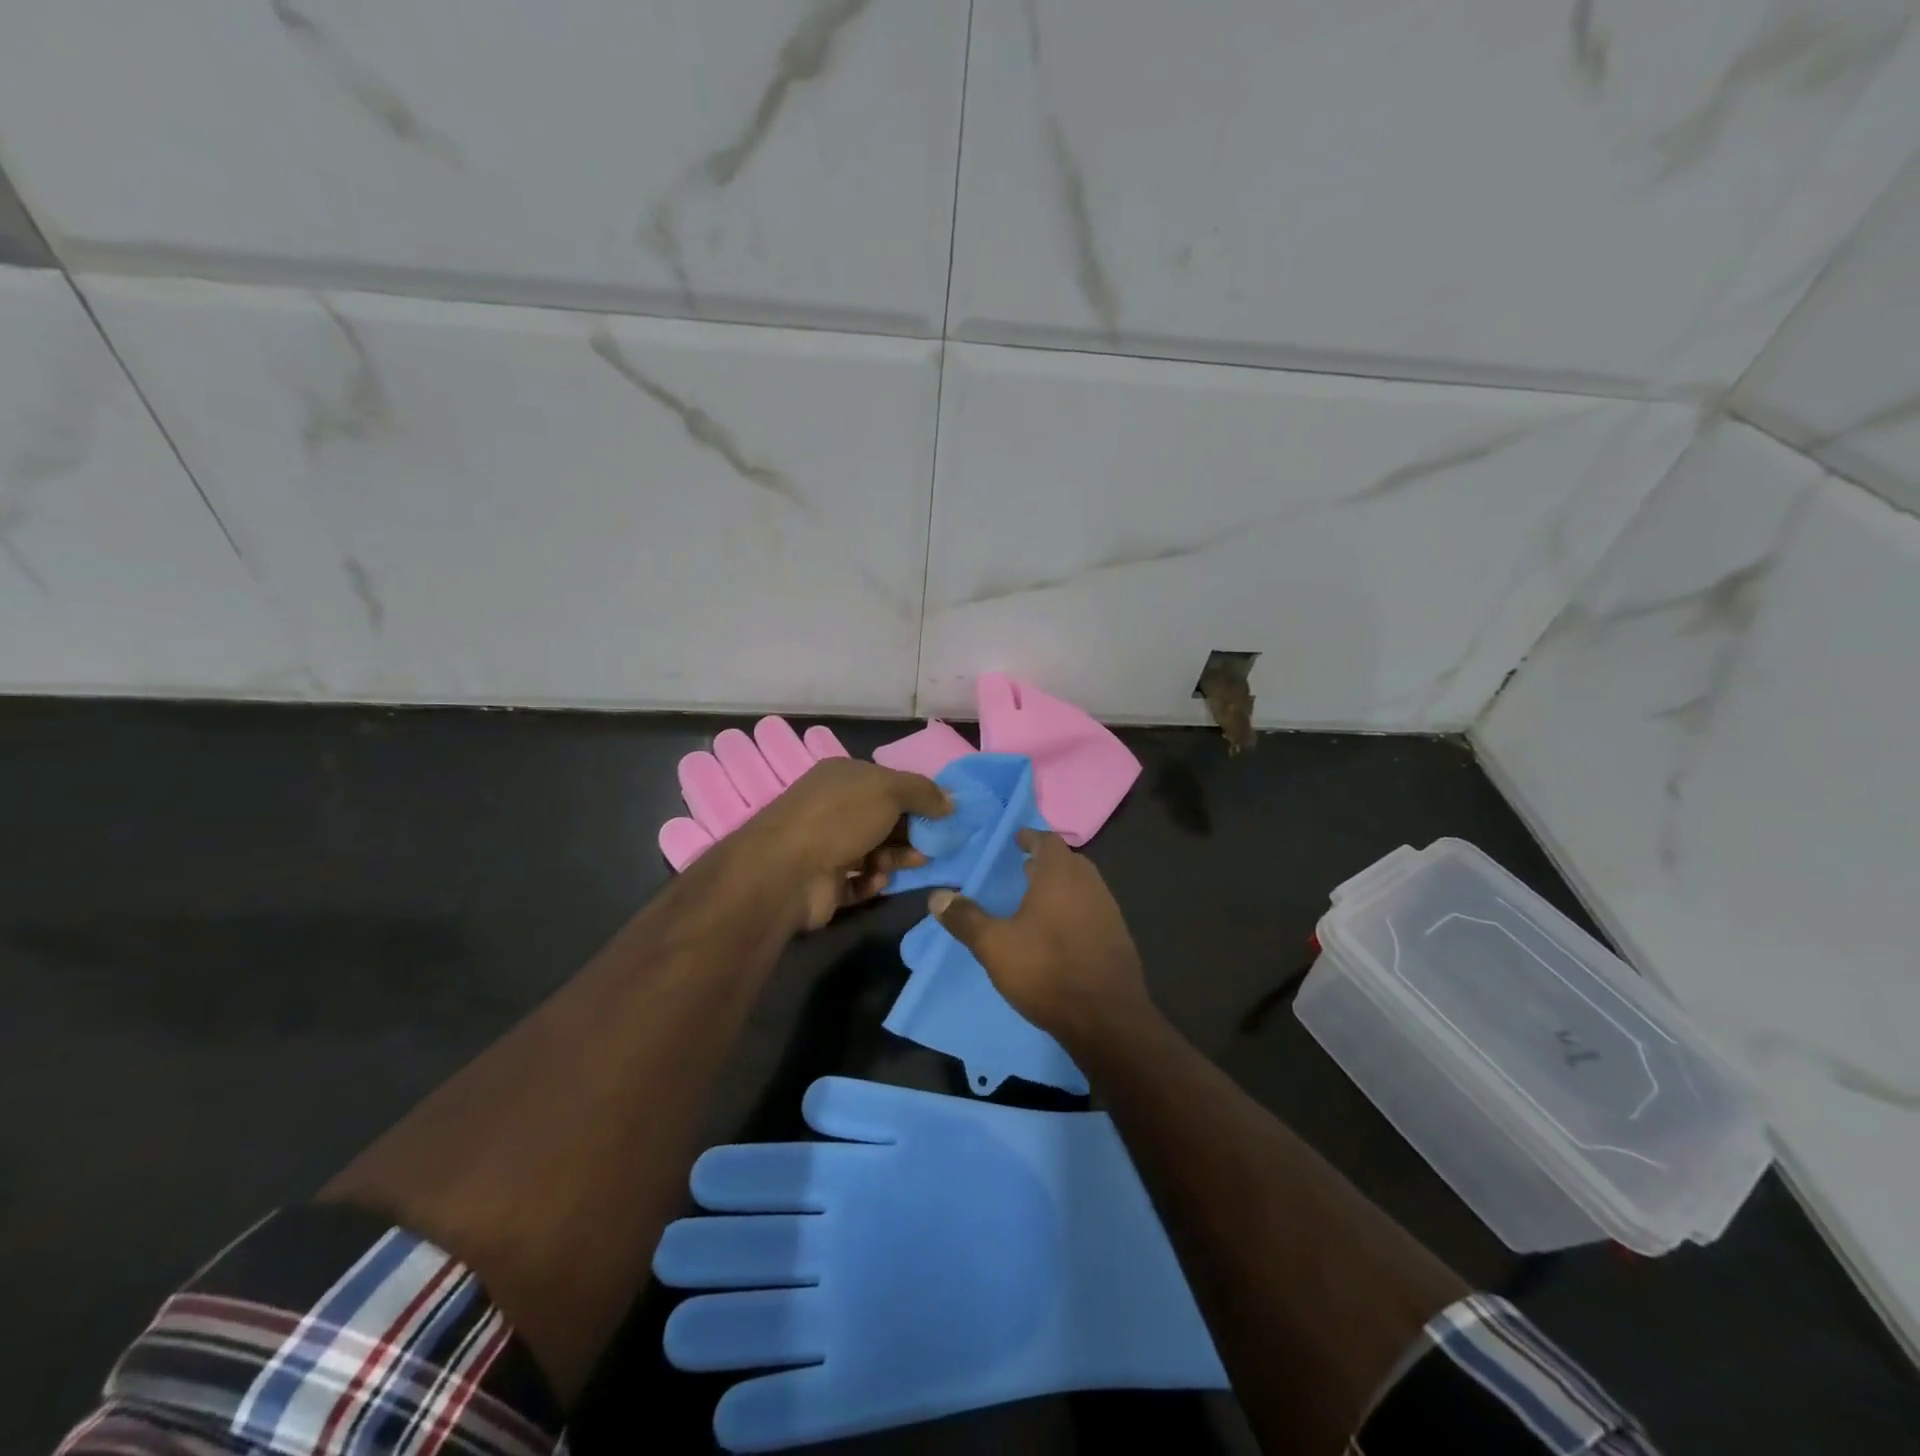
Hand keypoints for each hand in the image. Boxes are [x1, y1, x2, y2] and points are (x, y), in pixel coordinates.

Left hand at [726, 757, 950, 929]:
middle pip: (882, 819)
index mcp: (842, 777)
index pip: (887, 783)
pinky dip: (872, 881)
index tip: (943, 815)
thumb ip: (923, 792)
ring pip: (873, 851)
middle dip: (911, 832)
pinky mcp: (823, 882)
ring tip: (914, 864)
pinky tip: (877, 880)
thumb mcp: (890, 790)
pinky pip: (858, 881)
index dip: (916, 797)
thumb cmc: (841, 818)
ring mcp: (825, 845)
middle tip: (936, 845)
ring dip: (896, 857)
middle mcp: (832, 808)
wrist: (787, 871)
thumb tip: (950, 801)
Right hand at [929, 830, 1147, 1043]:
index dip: (1030, 837)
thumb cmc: (1047, 970)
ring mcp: (1109, 910)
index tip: (1015, 840)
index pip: (1047, 840)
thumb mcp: (995, 945)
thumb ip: (965, 918)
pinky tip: (1058, 931)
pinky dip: (1073, 908)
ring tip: (1035, 900)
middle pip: (1066, 861)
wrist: (1107, 1019)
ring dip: (1060, 886)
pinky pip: (1091, 909)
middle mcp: (1089, 883)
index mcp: (1061, 874)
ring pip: (1081, 885)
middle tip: (1021, 868)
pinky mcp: (1118, 936)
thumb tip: (937, 895)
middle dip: (1045, 862)